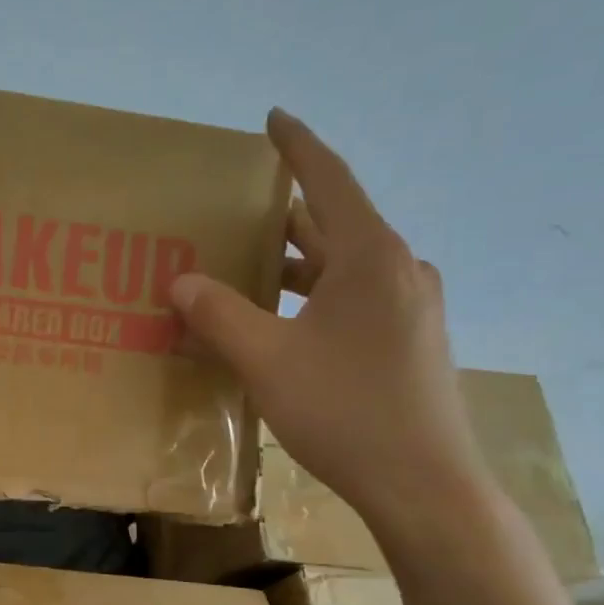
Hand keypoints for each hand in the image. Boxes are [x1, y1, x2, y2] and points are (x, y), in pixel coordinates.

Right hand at [169, 109, 484, 533]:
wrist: (423, 485)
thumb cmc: (345, 411)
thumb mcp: (267, 361)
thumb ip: (220, 315)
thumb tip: (180, 281)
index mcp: (371, 257)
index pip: (328, 181)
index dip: (296, 147)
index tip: (273, 119)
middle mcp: (399, 271)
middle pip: (334, 226)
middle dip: (284, 218)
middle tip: (233, 216)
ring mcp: (412, 309)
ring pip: (344, 269)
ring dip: (296, 266)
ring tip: (246, 271)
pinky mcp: (411, 343)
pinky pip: (354, 301)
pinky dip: (314, 298)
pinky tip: (284, 325)